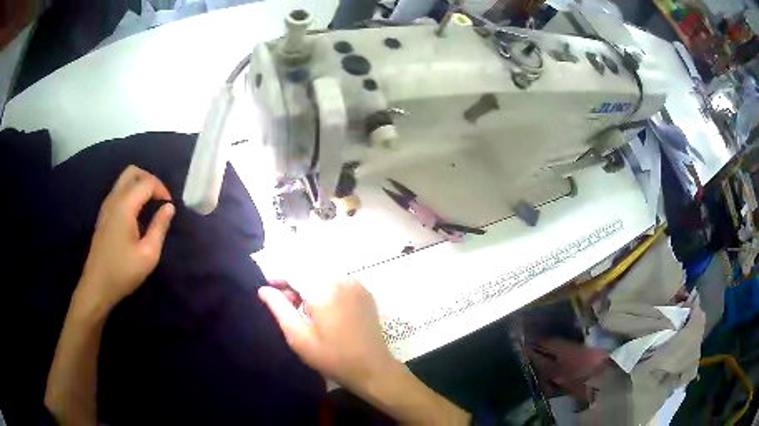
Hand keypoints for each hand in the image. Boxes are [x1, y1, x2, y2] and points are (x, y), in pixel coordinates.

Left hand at [78, 166, 174, 313]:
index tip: (170, 206)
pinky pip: (118, 192)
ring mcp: (106, 206)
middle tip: (160, 197)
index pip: (146, 182)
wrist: (97, 286)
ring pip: (124, 180)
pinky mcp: (103, 215)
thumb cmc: (123, 271)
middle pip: (132, 172)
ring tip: (151, 204)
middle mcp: (114, 199)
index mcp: (124, 206)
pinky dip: (131, 193)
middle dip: (149, 179)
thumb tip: (169, 207)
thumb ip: (159, 227)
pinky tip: (137, 212)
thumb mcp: (148, 254)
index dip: (161, 189)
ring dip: (139, 185)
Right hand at [258, 279, 395, 391]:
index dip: (278, 278)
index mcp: (323, 289)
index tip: (267, 290)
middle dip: (294, 284)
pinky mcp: (365, 292)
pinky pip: (338, 282)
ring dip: (309, 287)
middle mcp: (341, 280)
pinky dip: (326, 289)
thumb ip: (279, 308)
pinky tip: (324, 309)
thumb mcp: (299, 337)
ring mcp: (356, 284)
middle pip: (309, 272)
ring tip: (304, 310)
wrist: (372, 368)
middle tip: (286, 305)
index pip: (293, 272)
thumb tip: (264, 289)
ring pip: (323, 276)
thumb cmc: (332, 357)